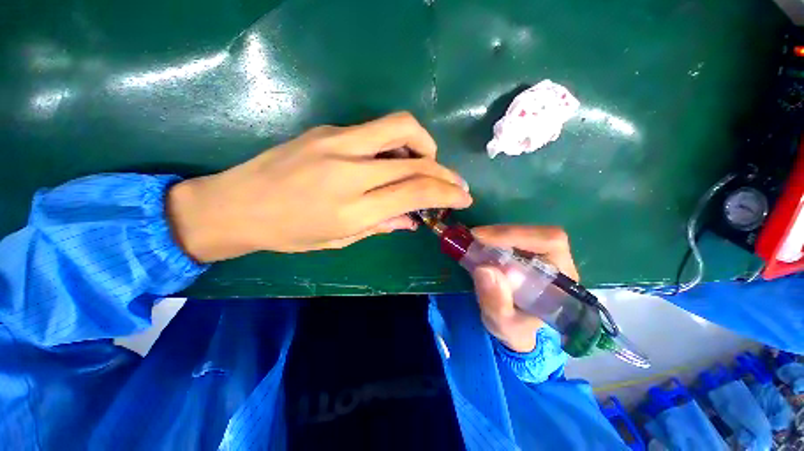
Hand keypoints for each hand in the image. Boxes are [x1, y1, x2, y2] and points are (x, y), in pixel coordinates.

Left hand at [168, 112, 471, 261]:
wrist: (235, 204)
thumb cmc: (288, 233)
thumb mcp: (339, 239)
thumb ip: (381, 225)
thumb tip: (412, 220)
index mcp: (352, 208)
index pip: (415, 192)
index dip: (447, 193)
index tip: (464, 198)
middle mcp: (349, 170)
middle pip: (416, 157)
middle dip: (445, 170)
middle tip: (454, 182)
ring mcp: (337, 143)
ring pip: (399, 127)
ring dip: (424, 145)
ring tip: (424, 165)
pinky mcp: (328, 130)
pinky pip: (376, 130)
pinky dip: (396, 144)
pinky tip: (391, 159)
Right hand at [470, 225, 578, 352]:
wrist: (515, 328)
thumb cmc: (515, 329)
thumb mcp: (503, 325)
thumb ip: (496, 303)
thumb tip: (484, 269)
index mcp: (562, 281)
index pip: (550, 243)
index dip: (517, 235)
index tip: (483, 238)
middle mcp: (557, 263)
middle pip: (536, 233)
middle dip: (502, 234)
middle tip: (473, 238)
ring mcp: (542, 256)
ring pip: (523, 232)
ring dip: (495, 234)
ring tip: (473, 242)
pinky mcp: (526, 253)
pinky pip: (512, 237)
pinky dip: (493, 237)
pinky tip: (479, 244)